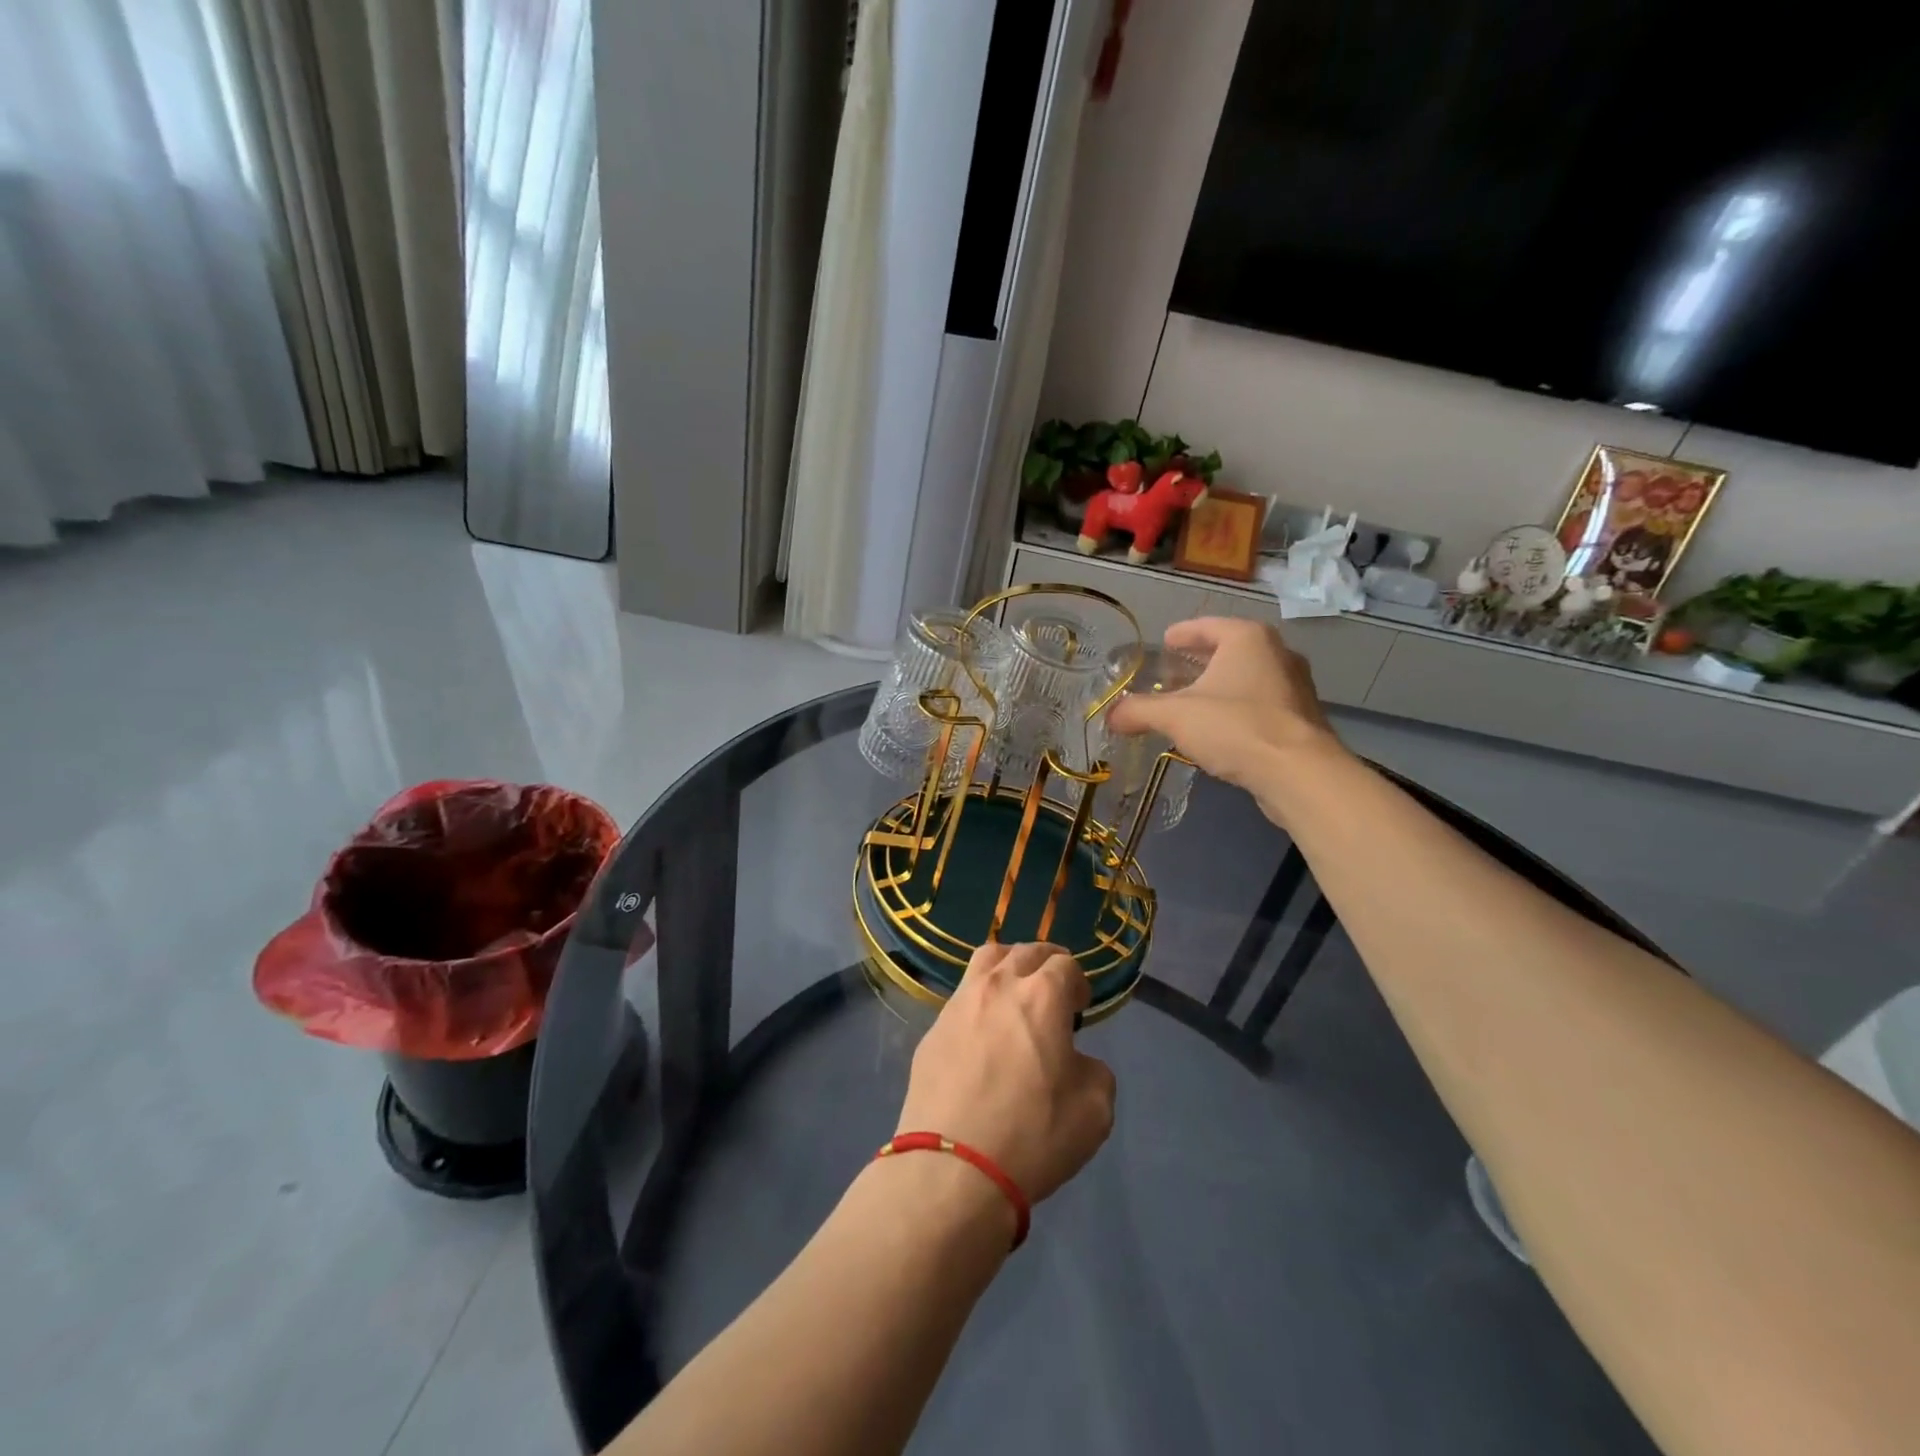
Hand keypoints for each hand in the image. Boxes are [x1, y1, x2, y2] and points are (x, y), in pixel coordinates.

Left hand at [896, 943, 1116, 1204]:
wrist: (953, 1168)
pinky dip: (979, 1000)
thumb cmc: (1033, 1135)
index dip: (1078, 981)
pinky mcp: (932, 1030)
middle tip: (1053, 989)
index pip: (1065, 964)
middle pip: (1024, 951)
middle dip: (1046, 963)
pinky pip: (962, 997)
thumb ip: (1093, 1070)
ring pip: (986, 960)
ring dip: (1008, 967)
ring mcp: (959, 1004)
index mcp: (1042, 996)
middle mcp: (998, 986)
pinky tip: (983, 1031)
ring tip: (1015, 992)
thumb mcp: (1094, 1110)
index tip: (1080, 1007)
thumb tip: (1074, 1061)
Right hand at [1106, 617, 1347, 824]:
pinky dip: (1237, 708)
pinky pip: (1260, 703)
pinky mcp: (1301, 718)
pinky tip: (1219, 729)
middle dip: (1199, 661)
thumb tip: (1110, 716)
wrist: (1299, 773)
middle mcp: (1276, 653)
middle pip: (1229, 650)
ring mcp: (1294, 685)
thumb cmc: (1236, 727)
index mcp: (1247, 639)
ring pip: (1246, 677)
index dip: (1181, 634)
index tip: (1164, 642)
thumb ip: (1138, 711)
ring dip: (1219, 686)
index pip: (1206, 626)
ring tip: (1192, 702)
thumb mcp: (1175, 716)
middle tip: (1172, 672)